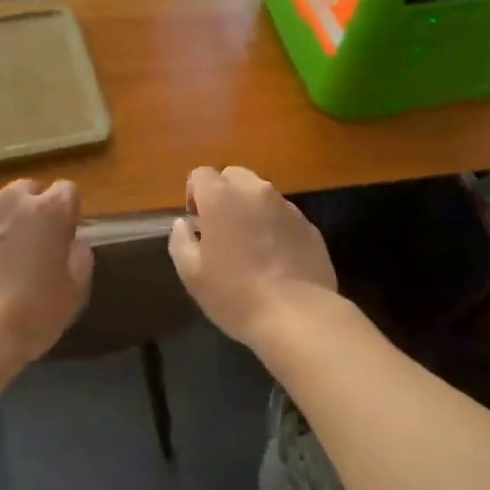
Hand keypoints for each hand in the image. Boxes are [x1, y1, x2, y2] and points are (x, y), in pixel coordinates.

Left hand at [0, 179, 93, 370]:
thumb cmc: (29, 315)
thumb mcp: (73, 292)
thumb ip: (79, 257)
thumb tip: (73, 242)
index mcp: (49, 210)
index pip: (66, 191)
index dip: (66, 214)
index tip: (62, 239)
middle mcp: (10, 201)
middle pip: (27, 192)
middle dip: (31, 212)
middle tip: (29, 248)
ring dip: (0, 226)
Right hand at [168, 166, 337, 344]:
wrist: (297, 315)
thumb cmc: (235, 294)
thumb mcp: (192, 275)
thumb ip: (181, 241)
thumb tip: (183, 224)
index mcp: (221, 197)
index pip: (201, 174)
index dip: (194, 195)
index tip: (197, 223)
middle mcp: (255, 191)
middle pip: (234, 177)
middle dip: (224, 195)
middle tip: (222, 229)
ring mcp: (286, 206)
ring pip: (261, 195)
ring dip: (251, 209)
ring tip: (251, 246)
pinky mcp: (309, 225)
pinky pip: (284, 216)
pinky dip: (275, 227)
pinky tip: (276, 259)